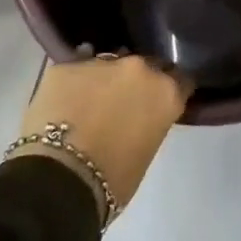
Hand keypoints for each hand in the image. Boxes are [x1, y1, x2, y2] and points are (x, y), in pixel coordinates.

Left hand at [14, 50, 189, 216]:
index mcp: (165, 92)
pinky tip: (65, 100)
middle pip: (144, 66)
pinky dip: (74, 83)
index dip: (169, 90)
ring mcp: (100, 62)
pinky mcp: (66, 66)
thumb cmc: (114, 178)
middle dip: (137, 81)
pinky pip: (75, 70)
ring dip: (105, 78)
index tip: (160, 103)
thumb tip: (137, 117)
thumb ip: (150, 122)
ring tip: (90, 102)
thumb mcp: (147, 150)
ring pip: (108, 64)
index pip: (180, 80)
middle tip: (123, 104)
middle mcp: (138, 68)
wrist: (60, 177)